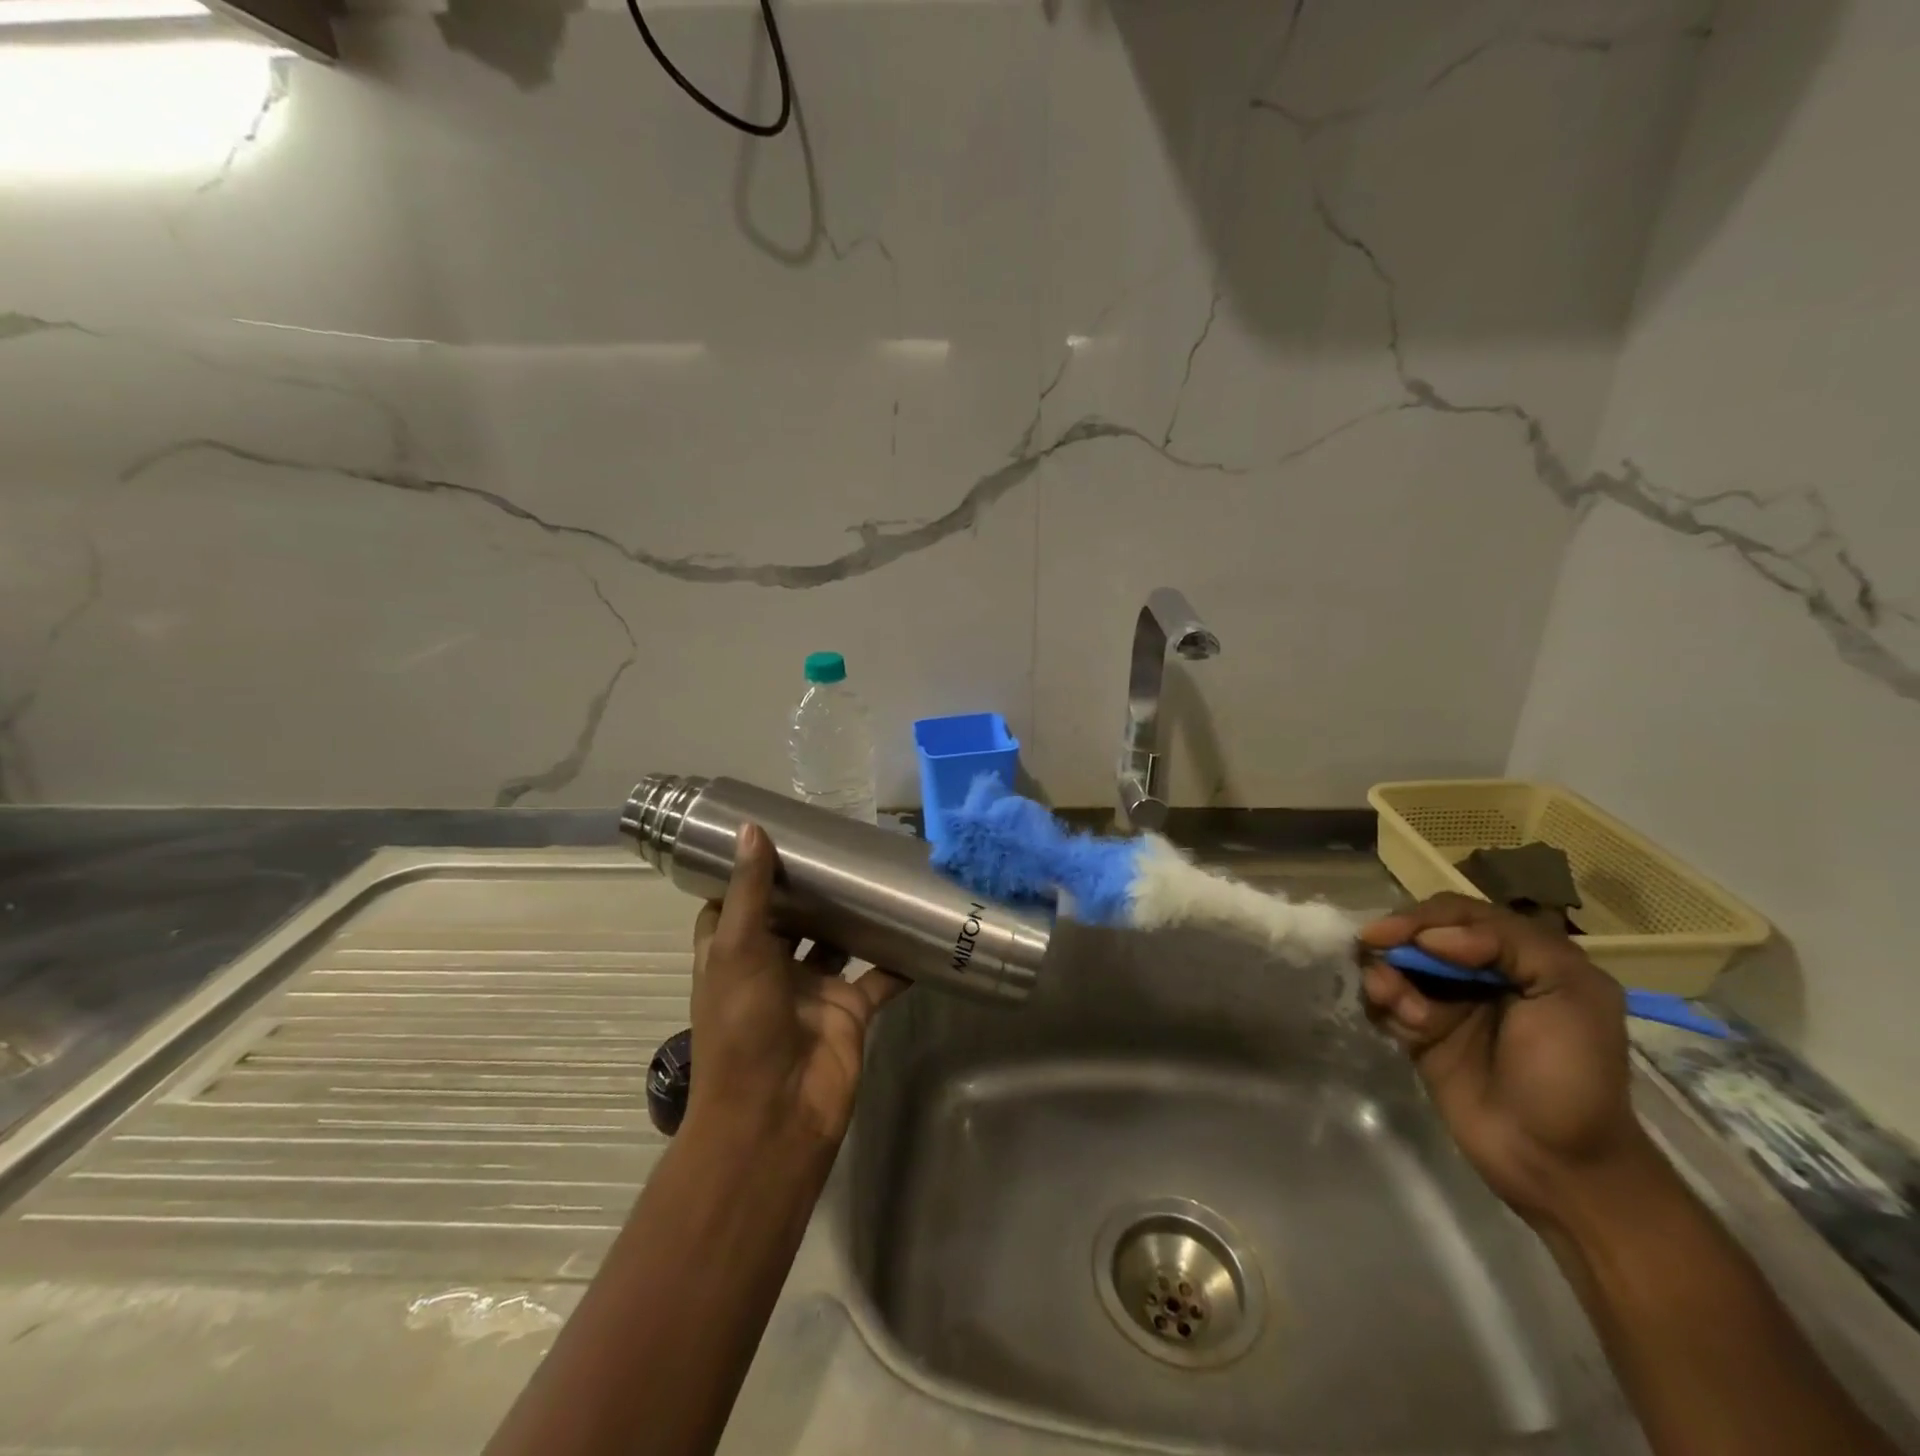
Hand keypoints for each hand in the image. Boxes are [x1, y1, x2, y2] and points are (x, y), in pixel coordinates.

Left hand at [687, 823, 907, 1147]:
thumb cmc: (743, 1026)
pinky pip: (879, 976)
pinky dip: (898, 959)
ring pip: (836, 942)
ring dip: (854, 917)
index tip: (775, 835)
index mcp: (735, 954)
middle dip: (811, 889)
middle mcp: (772, 968)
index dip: (750, 873)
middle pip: (792, 919)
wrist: (777, 1113)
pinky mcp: (851, 1009)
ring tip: (879, 873)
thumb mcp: (738, 950)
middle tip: (840, 845)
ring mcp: (814, 989)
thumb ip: (750, 891)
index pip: (736, 905)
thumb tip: (750, 827)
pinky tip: (919, 929)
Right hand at [1359, 893, 1653, 1226]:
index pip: (1459, 913)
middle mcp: (1480, 971)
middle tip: (1379, 965)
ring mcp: (1446, 1002)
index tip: (1394, 936)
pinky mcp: (1418, 1032)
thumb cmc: (1572, 1074)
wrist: (1555, 1163)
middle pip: (1419, 934)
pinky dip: (1382, 1004)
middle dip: (1396, 945)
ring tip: (1395, 1006)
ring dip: (1386, 978)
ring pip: (1395, 965)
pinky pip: (1385, 1001)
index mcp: (1522, 956)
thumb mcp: (1570, 993)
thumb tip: (1430, 938)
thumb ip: (1508, 943)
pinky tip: (1399, 1026)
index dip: (1423, 918)